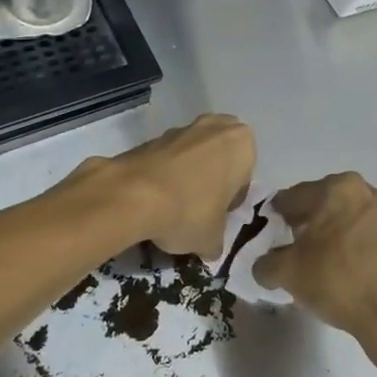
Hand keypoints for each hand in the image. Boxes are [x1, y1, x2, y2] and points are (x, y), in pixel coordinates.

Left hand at [93, 114, 254, 260]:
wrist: (133, 195)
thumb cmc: (189, 211)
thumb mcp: (211, 240)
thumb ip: (215, 242)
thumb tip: (208, 248)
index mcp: (241, 144)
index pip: (243, 177)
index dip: (230, 201)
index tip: (216, 218)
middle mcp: (213, 127)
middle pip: (217, 158)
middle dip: (210, 179)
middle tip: (199, 208)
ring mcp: (179, 129)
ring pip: (190, 156)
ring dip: (185, 176)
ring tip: (171, 207)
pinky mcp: (149, 137)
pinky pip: (164, 159)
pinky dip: (162, 175)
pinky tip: (152, 200)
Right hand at [253, 174, 376, 364]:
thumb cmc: (336, 280)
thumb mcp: (286, 273)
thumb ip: (264, 263)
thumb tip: (264, 265)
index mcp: (335, 188)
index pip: (290, 197)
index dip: (273, 218)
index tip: (265, 238)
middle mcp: (362, 190)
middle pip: (317, 203)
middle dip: (300, 224)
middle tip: (286, 250)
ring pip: (339, 217)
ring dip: (323, 234)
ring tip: (310, 261)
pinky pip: (357, 231)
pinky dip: (343, 243)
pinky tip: (334, 267)